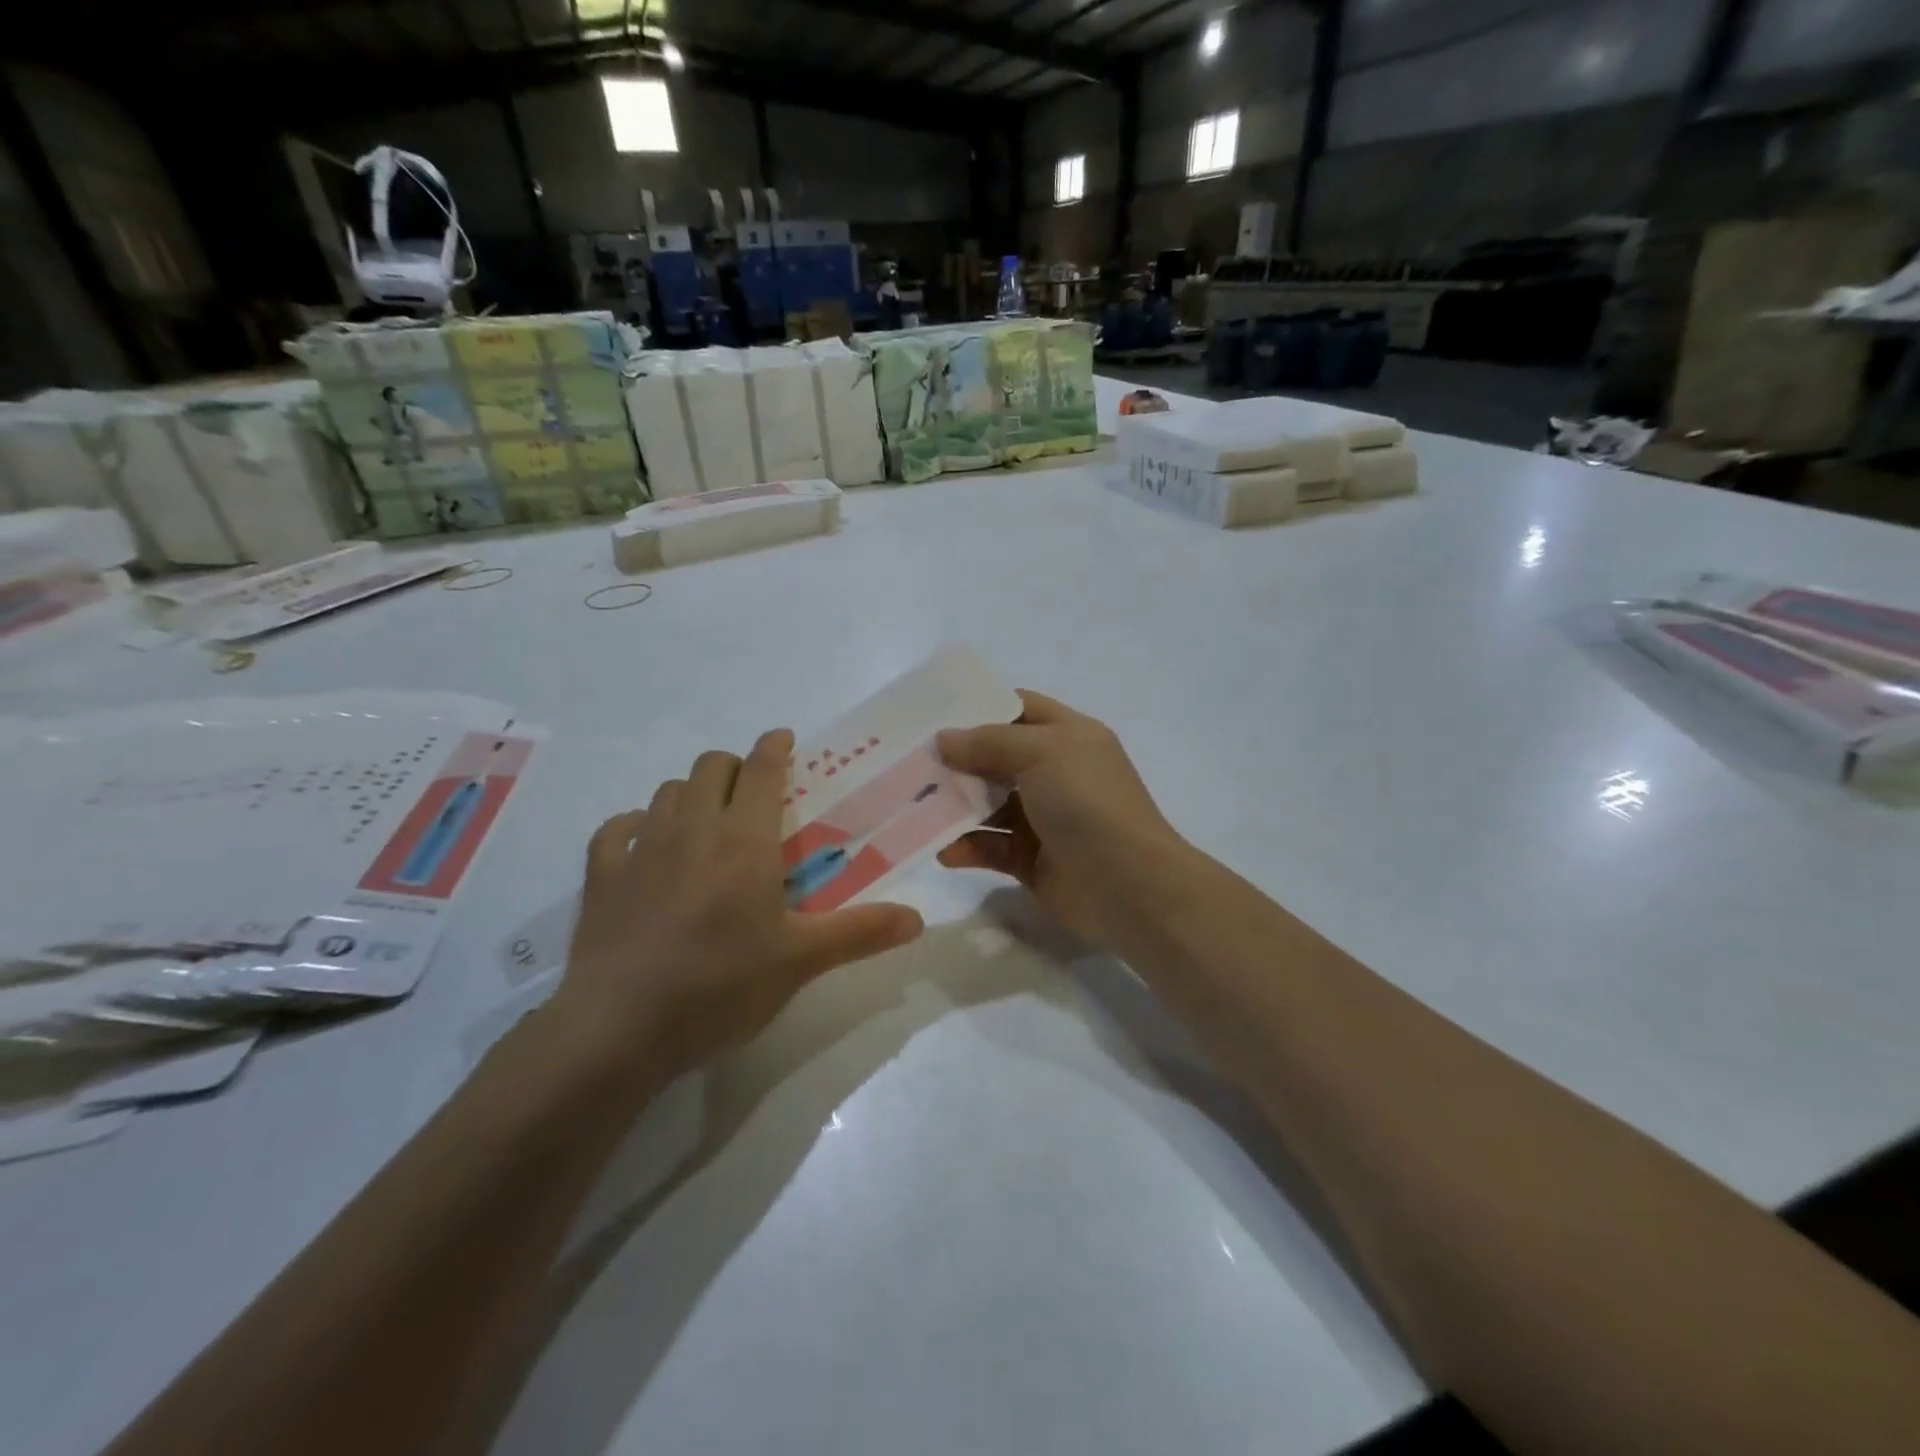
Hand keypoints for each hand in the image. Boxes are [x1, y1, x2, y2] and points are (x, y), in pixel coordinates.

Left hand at [552, 730, 924, 1085]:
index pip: (760, 770)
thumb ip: (860, 932)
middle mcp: (692, 830)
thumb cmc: (719, 987)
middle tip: (754, 795)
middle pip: (709, 767)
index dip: (774, 748)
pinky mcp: (602, 878)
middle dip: (734, 767)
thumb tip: (918, 918)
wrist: (618, 1029)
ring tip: (708, 821)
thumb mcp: (800, 962)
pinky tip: (644, 844)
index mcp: (744, 841)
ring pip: (666, 791)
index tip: (786, 741)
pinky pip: (616, 830)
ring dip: (691, 793)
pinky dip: (635, 825)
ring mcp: (640, 851)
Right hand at [936, 692, 1194, 947]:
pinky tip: (944, 851)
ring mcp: (1044, 818)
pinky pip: (990, 846)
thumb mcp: (1042, 752)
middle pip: (995, 758)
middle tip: (908, 762)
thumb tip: (944, 739)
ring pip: (988, 804)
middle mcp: (1055, 773)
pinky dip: (967, 847)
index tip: (932, 713)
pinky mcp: (1031, 859)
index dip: (979, 707)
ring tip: (913, 807)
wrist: (1128, 886)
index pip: (1019, 709)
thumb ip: (988, 742)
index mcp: (1068, 736)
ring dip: (954, 806)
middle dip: (956, 760)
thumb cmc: (1087, 802)